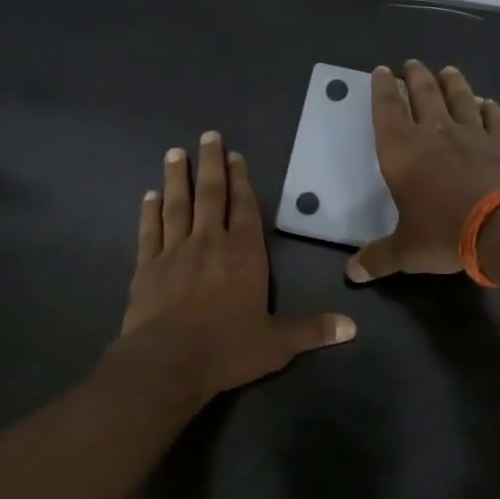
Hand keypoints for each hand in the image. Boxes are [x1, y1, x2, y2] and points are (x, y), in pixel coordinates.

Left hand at [116, 131, 355, 404]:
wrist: (167, 363)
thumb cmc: (227, 350)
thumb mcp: (277, 344)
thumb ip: (312, 331)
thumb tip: (353, 327)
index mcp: (244, 255)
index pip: (245, 209)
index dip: (242, 181)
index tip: (236, 156)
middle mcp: (209, 243)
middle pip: (211, 195)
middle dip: (211, 164)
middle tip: (207, 135)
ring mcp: (174, 252)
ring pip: (177, 206)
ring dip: (177, 178)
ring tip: (175, 153)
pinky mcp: (146, 267)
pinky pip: (149, 232)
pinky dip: (149, 212)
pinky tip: (148, 196)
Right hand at [347, 60, 499, 281]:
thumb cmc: (444, 233)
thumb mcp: (406, 251)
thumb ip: (379, 258)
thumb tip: (352, 275)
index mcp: (402, 151)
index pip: (387, 110)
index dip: (382, 89)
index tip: (382, 71)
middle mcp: (435, 133)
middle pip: (423, 94)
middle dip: (416, 77)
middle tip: (413, 63)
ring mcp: (473, 134)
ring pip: (459, 98)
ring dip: (452, 83)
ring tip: (447, 71)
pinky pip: (493, 118)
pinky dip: (489, 108)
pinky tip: (488, 103)